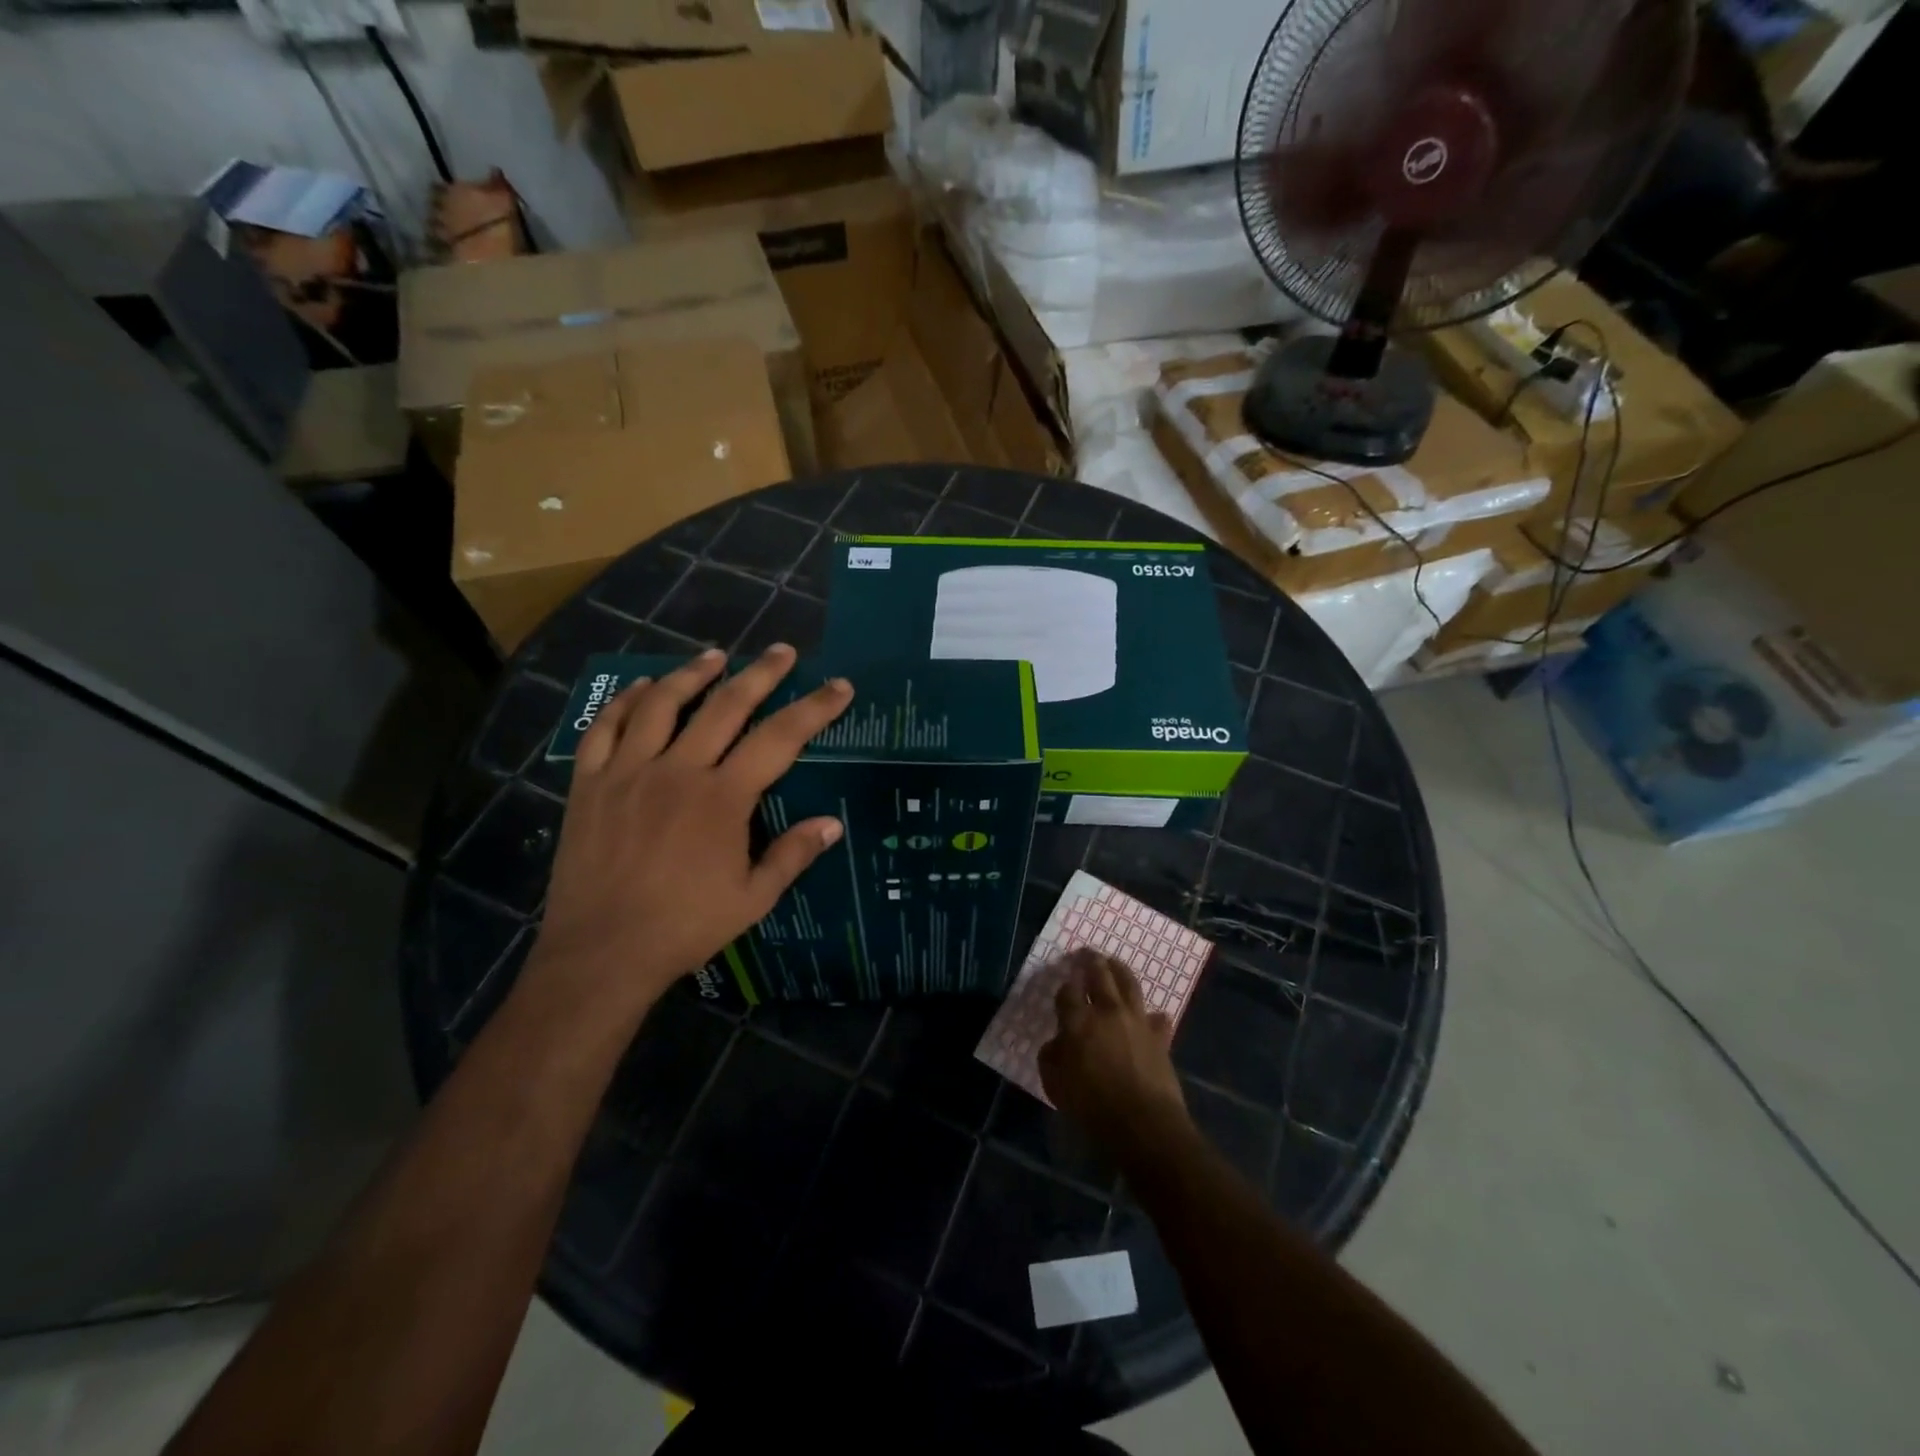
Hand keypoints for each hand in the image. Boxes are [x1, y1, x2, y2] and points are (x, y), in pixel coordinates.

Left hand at [525, 644, 852, 1022]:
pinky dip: (626, 702)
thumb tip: (832, 823)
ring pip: (663, 705)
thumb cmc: (685, 926)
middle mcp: (678, 770)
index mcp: (723, 798)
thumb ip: (792, 855)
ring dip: (693, 674)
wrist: (602, 952)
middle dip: (761, 674)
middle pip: (726, 706)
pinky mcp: (590, 783)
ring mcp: (628, 772)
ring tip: (715, 655)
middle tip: (782, 650)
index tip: (840, 686)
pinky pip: (605, 728)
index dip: (815, 708)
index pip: (780, 739)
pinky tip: (643, 688)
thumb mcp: (752, 899)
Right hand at [1039, 950, 1190, 1154]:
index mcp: (1078, 1021)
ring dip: (1120, 971)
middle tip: (1089, 953)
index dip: (1065, 985)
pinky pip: (1157, 1019)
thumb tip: (1057, 1042)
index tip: (1064, 983)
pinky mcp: (1160, 1037)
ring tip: (1115, 964)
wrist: (1143, 1123)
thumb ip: (1052, 1057)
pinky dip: (1153, 1016)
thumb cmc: (1092, 1106)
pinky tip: (1152, 1016)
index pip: (1068, 991)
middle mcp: (1107, 1012)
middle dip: (1092, 962)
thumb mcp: (1055, 1084)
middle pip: (1100, 976)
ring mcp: (1137, 1021)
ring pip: (1129, 984)